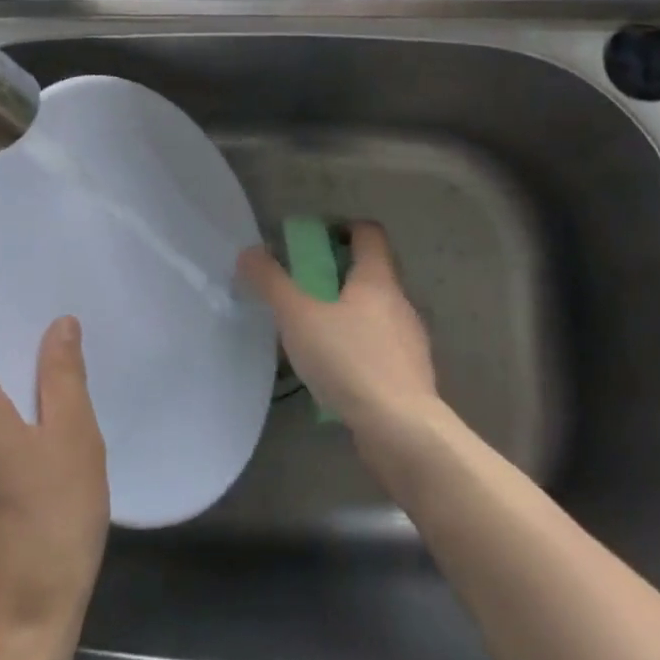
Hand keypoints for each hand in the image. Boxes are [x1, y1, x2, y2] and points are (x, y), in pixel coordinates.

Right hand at [237, 222, 440, 450]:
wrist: (402, 431)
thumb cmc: (350, 361)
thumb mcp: (299, 318)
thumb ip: (272, 283)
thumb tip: (249, 252)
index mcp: (377, 280)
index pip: (370, 234)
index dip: (344, 228)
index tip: (315, 240)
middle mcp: (400, 303)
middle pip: (372, 274)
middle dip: (338, 276)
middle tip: (303, 290)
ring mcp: (409, 341)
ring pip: (376, 314)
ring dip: (348, 315)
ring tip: (314, 335)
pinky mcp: (410, 376)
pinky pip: (380, 349)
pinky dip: (359, 349)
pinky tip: (336, 372)